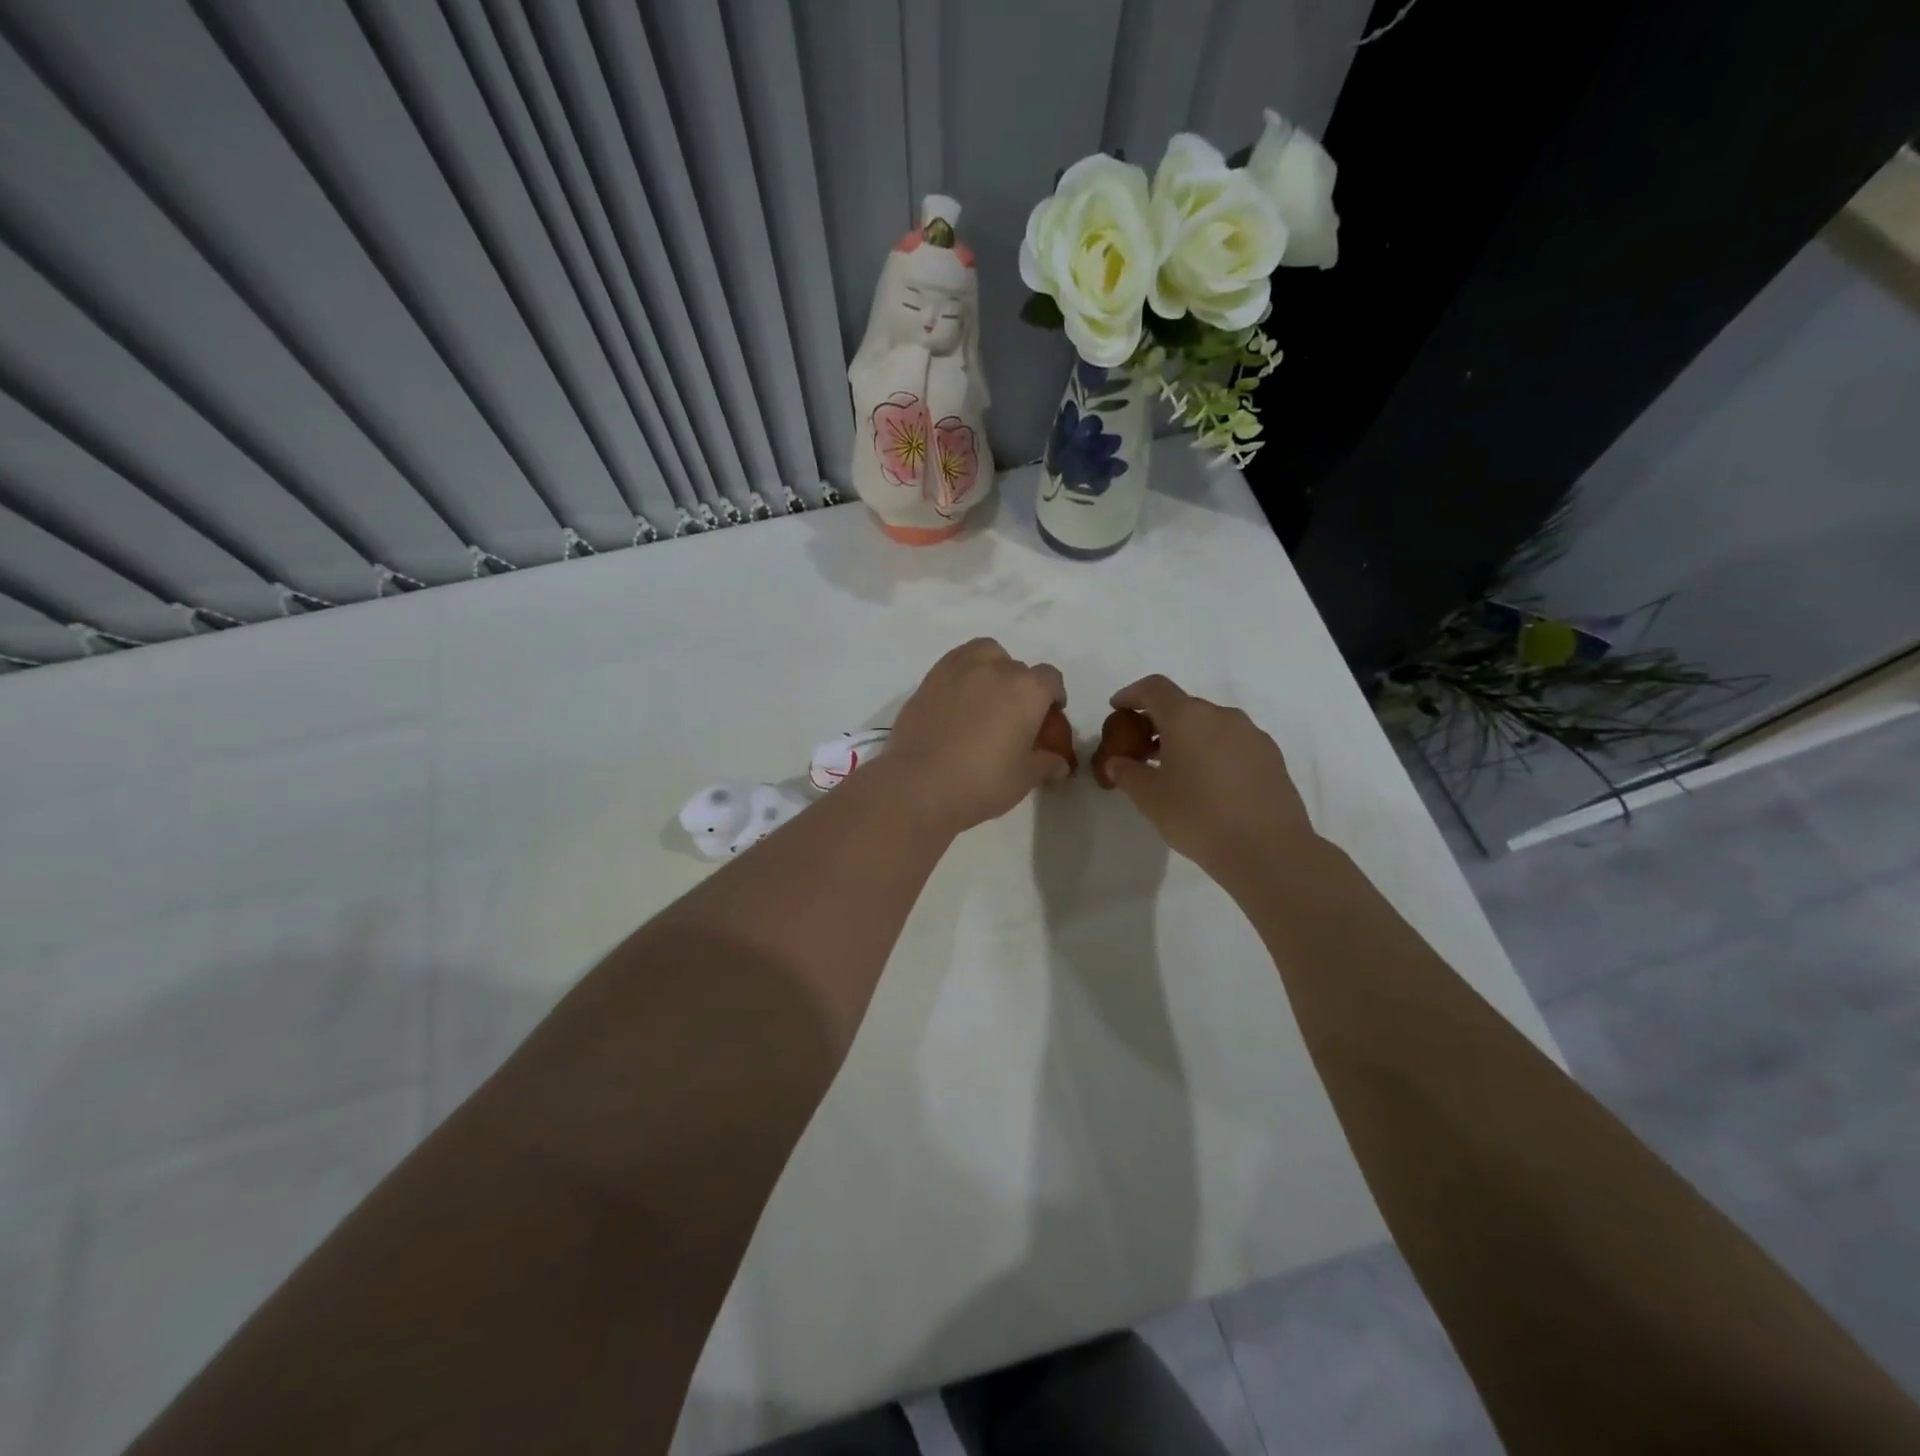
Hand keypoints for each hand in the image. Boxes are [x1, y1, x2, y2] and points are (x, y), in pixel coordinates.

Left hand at [884, 639, 1068, 835]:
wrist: (919, 785)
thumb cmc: (983, 782)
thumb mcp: (1024, 778)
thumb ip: (1045, 763)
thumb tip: (1059, 762)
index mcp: (1027, 690)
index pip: (1050, 679)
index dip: (1053, 696)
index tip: (1048, 716)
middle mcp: (995, 669)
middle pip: (1017, 668)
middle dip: (1021, 687)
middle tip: (1013, 716)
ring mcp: (958, 670)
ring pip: (984, 653)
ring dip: (992, 667)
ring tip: (985, 696)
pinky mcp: (928, 679)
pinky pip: (954, 663)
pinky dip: (963, 674)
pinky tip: (958, 701)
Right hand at [1103, 674, 1319, 888]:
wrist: (1268, 850)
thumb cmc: (1198, 817)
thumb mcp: (1149, 798)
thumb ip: (1127, 772)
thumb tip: (1117, 762)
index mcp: (1187, 717)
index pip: (1155, 688)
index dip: (1132, 694)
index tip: (1117, 708)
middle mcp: (1222, 715)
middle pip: (1183, 706)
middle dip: (1159, 721)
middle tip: (1141, 748)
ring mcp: (1251, 734)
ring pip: (1210, 725)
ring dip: (1188, 737)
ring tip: (1175, 769)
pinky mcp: (1271, 756)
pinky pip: (1233, 743)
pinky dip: (1213, 751)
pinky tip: (1208, 783)